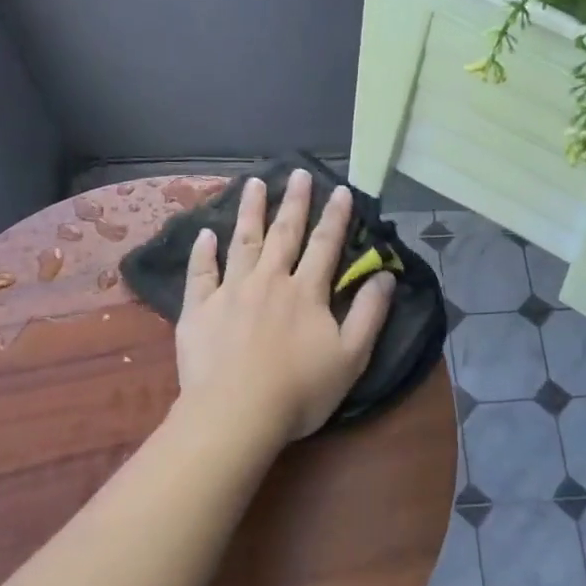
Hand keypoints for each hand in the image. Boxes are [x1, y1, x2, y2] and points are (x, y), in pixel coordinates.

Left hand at [175, 170, 395, 442]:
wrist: (236, 414)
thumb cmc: (300, 390)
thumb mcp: (351, 357)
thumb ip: (370, 313)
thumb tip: (385, 276)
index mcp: (306, 292)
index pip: (325, 245)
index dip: (336, 217)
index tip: (341, 190)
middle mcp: (269, 281)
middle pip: (284, 233)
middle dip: (294, 201)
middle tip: (297, 171)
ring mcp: (231, 292)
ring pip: (243, 242)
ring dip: (250, 212)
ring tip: (253, 184)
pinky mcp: (200, 309)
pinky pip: (201, 273)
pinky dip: (203, 252)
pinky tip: (205, 234)